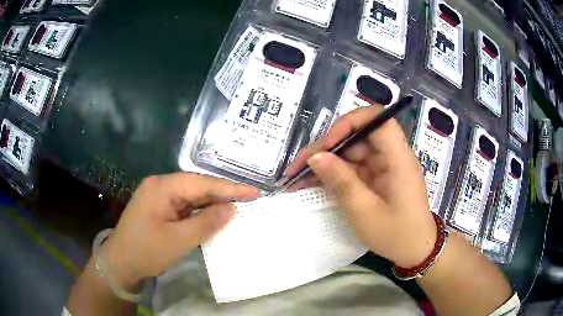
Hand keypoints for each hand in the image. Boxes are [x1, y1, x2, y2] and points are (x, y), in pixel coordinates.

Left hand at [101, 173, 259, 288]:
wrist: (120, 263)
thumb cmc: (146, 251)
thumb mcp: (179, 240)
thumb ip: (206, 223)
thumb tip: (231, 208)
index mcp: (162, 187)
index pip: (201, 183)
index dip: (229, 187)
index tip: (253, 191)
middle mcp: (160, 186)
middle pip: (196, 187)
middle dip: (222, 194)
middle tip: (249, 200)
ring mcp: (158, 197)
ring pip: (191, 197)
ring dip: (211, 204)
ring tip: (236, 208)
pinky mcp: (159, 209)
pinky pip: (184, 207)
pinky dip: (200, 213)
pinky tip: (213, 218)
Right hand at [287, 105, 435, 267]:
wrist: (415, 251)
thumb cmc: (396, 234)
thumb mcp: (365, 212)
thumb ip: (341, 182)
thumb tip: (315, 157)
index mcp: (398, 158)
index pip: (378, 119)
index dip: (351, 123)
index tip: (329, 143)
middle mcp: (391, 155)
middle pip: (357, 135)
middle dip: (327, 146)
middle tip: (299, 166)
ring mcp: (383, 166)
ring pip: (350, 151)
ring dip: (325, 161)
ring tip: (298, 176)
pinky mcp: (376, 177)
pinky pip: (352, 167)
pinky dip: (333, 173)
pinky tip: (312, 182)